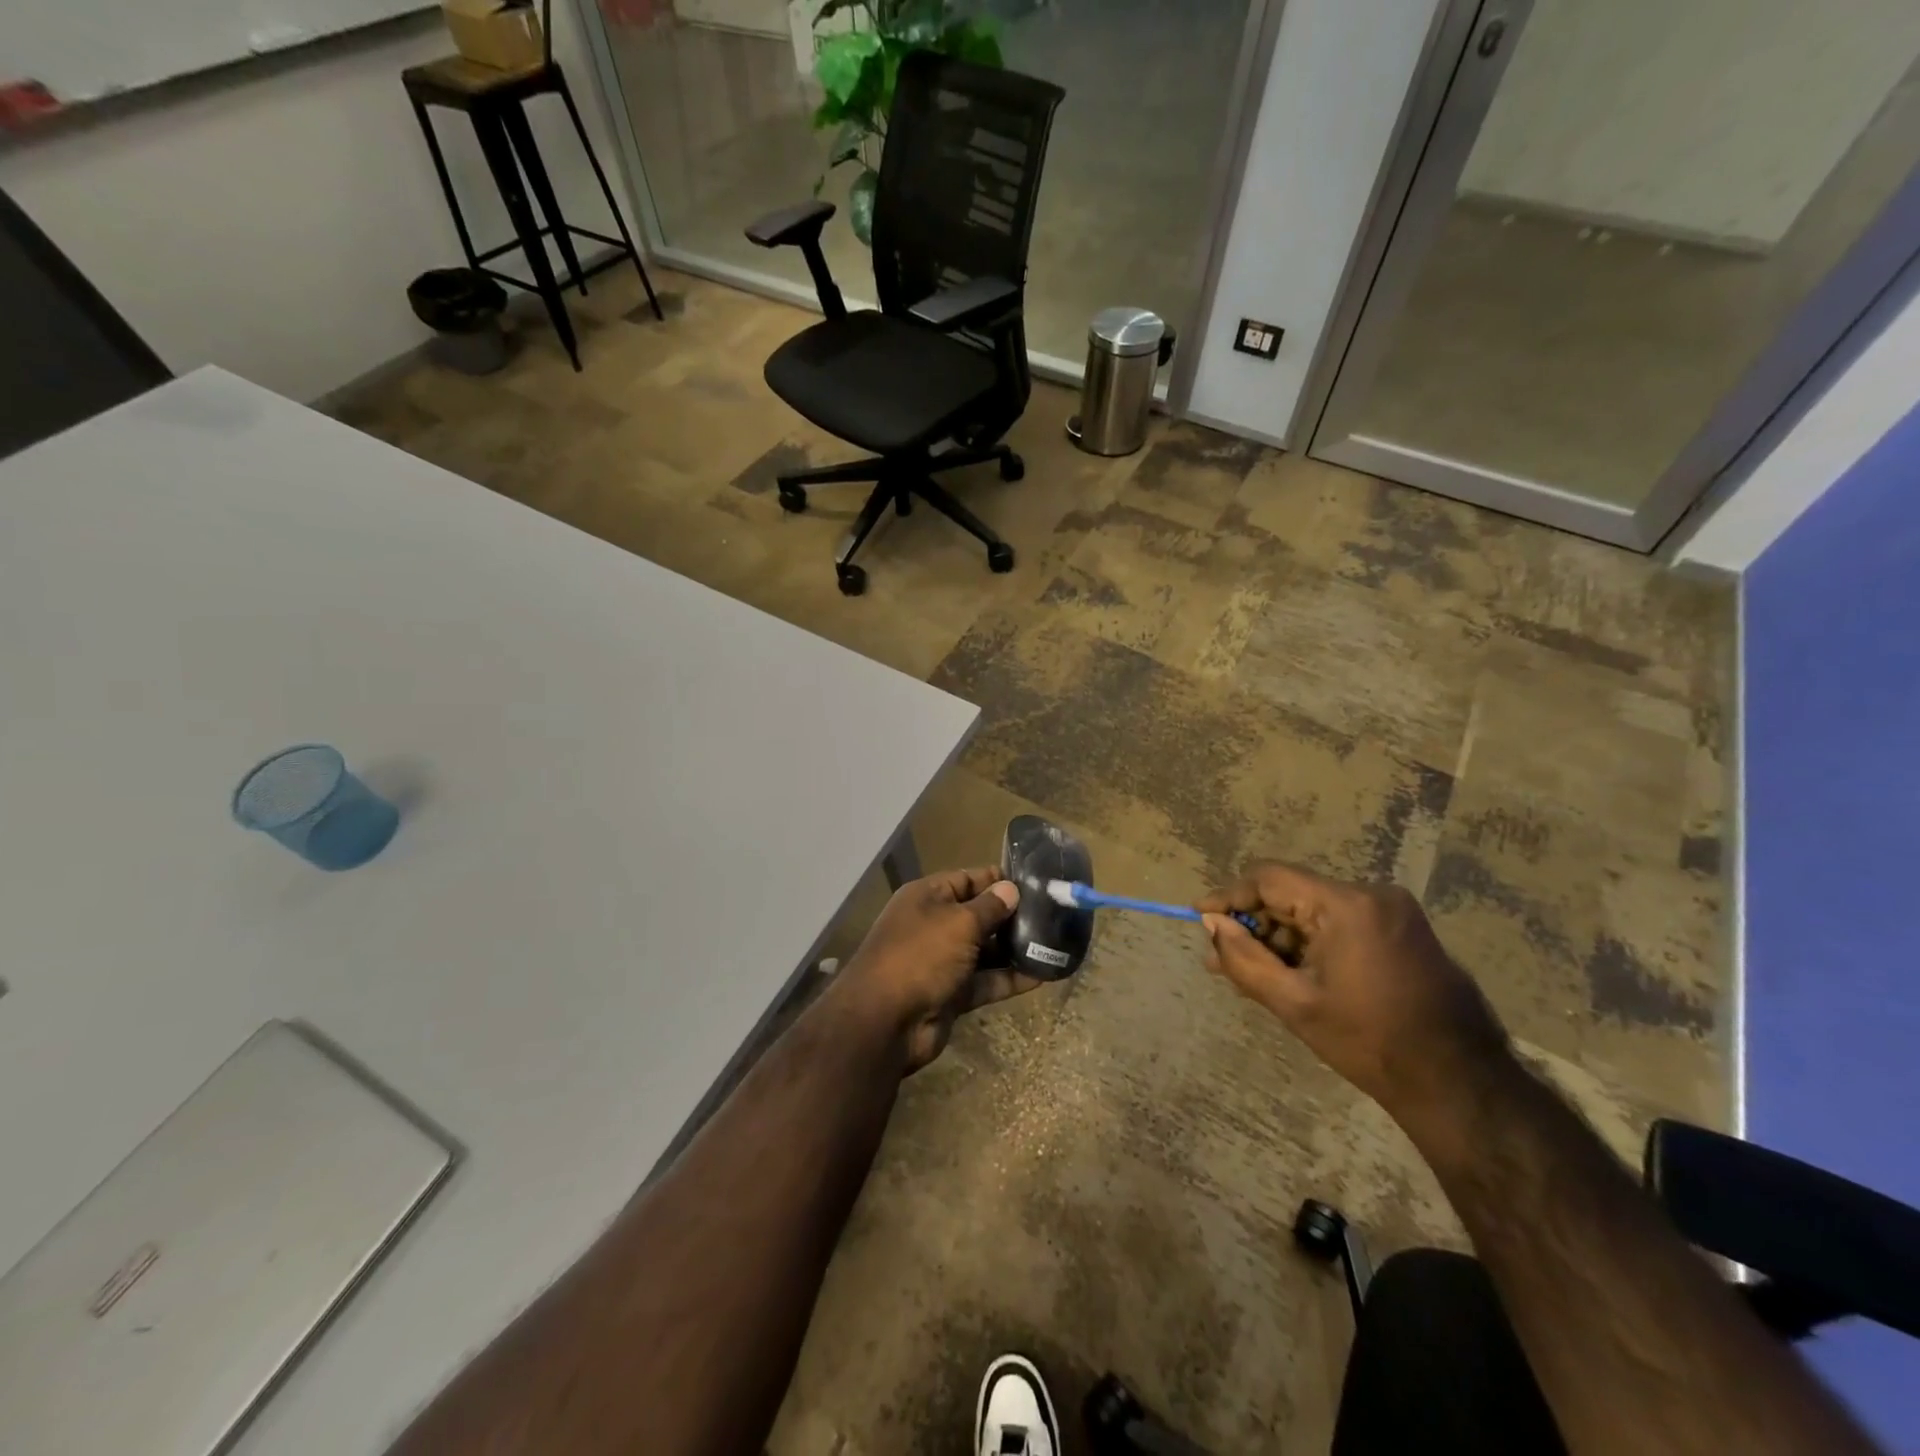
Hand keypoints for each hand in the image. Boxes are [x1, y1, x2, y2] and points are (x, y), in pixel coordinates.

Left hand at [835, 866, 1038, 1072]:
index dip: (998, 880)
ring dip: (1015, 949)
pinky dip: (1010, 979)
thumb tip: (1010, 889)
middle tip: (1054, 916)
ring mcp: (942, 961)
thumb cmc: (921, 956)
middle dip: (1012, 916)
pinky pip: (985, 981)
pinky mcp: (951, 994)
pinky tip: (1043, 974)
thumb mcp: (959, 923)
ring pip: (985, 950)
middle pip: (978, 915)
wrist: (884, 1022)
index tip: (1036, 883)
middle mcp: (933, 925)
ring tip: (1055, 944)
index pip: (968, 879)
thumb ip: (989, 907)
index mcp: (927, 897)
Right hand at [1197, 863, 1511, 1124]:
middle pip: (1291, 895)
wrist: (1459, 1084)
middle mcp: (1371, 894)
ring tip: (1246, 974)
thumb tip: (1210, 923)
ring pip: (1312, 912)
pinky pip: (1337, 925)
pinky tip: (1284, 973)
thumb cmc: (1369, 1042)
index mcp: (1347, 905)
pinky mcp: (1400, 930)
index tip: (1200, 917)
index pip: (1269, 878)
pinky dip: (1308, 945)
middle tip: (1221, 958)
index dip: (1229, 897)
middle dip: (1253, 926)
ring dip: (1278, 939)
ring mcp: (1391, 911)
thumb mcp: (1293, 1002)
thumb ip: (1243, 958)